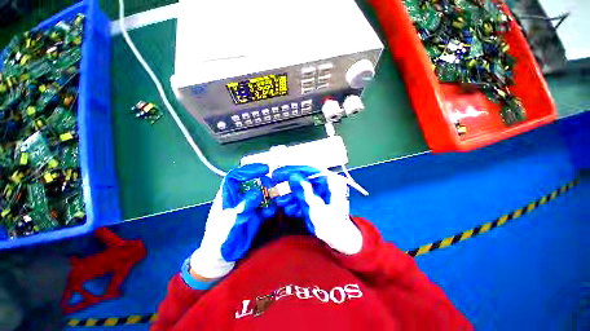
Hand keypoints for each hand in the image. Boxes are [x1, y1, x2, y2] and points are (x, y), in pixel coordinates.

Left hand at [190, 164, 275, 278]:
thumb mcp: (229, 223)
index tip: (264, 169)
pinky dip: (270, 206)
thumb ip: (242, 207)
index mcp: (227, 195)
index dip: (249, 170)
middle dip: (263, 182)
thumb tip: (256, 192)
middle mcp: (239, 196)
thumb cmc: (219, 238)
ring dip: (269, 195)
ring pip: (261, 192)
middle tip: (272, 186)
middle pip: (252, 182)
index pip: (236, 176)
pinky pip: (265, 204)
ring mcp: (248, 204)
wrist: (223, 256)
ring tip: (273, 201)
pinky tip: (270, 212)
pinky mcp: (256, 212)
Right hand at [273, 166, 362, 254]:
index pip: (309, 170)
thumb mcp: (315, 207)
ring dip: (291, 196)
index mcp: (330, 181)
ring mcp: (321, 192)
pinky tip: (291, 210)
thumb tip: (293, 175)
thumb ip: (303, 190)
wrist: (339, 239)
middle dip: (290, 186)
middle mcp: (326, 183)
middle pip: (304, 179)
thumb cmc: (331, 224)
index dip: (293, 170)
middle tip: (276, 186)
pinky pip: (304, 197)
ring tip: (281, 202)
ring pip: (302, 189)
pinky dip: (296, 202)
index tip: (280, 173)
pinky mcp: (317, 199)